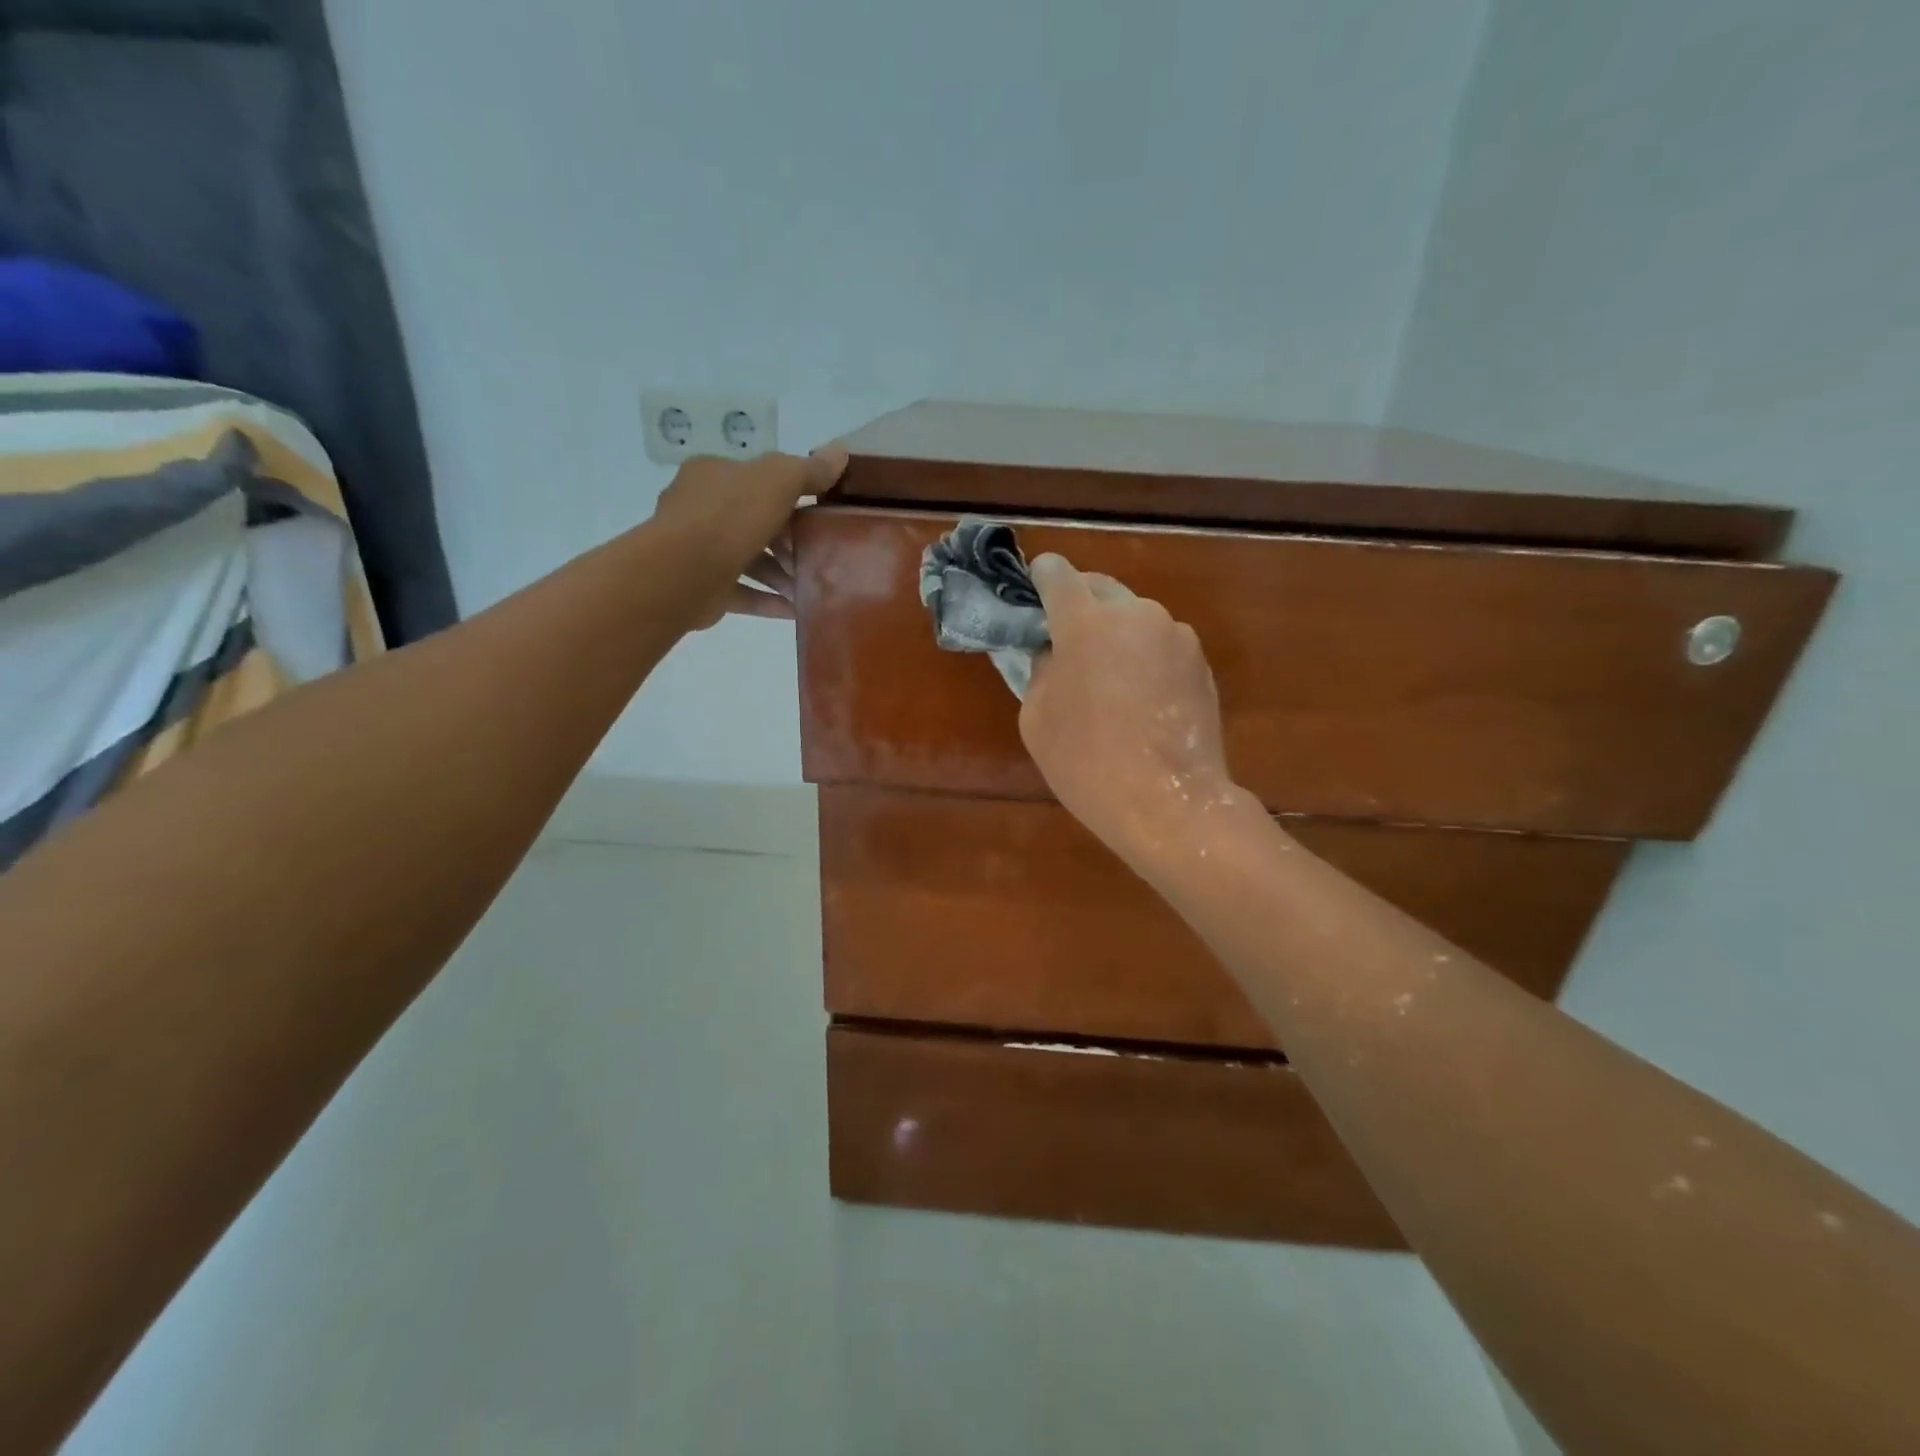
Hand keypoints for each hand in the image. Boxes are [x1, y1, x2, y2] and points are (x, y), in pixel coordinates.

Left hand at [650, 445, 848, 625]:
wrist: (683, 571)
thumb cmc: (730, 516)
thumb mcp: (778, 479)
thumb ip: (809, 469)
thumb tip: (840, 453)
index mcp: (713, 475)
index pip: (756, 480)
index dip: (791, 495)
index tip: (820, 514)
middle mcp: (701, 508)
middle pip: (755, 522)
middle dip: (790, 541)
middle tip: (821, 554)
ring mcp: (699, 550)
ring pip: (749, 560)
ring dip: (782, 574)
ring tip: (813, 587)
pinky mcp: (703, 588)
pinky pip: (743, 593)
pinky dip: (768, 601)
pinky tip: (796, 610)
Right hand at [1021, 554, 1241, 865]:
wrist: (1168, 802)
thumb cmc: (1086, 762)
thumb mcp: (1036, 719)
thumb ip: (1039, 670)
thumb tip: (1053, 653)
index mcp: (1085, 622)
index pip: (1057, 574)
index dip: (1042, 577)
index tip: (1034, 589)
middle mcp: (1135, 614)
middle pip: (1100, 588)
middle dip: (1080, 604)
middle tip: (1066, 639)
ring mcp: (1175, 636)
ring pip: (1135, 617)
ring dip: (1116, 633)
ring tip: (1108, 676)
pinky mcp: (1200, 662)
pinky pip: (1161, 644)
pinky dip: (1145, 656)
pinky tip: (1141, 697)